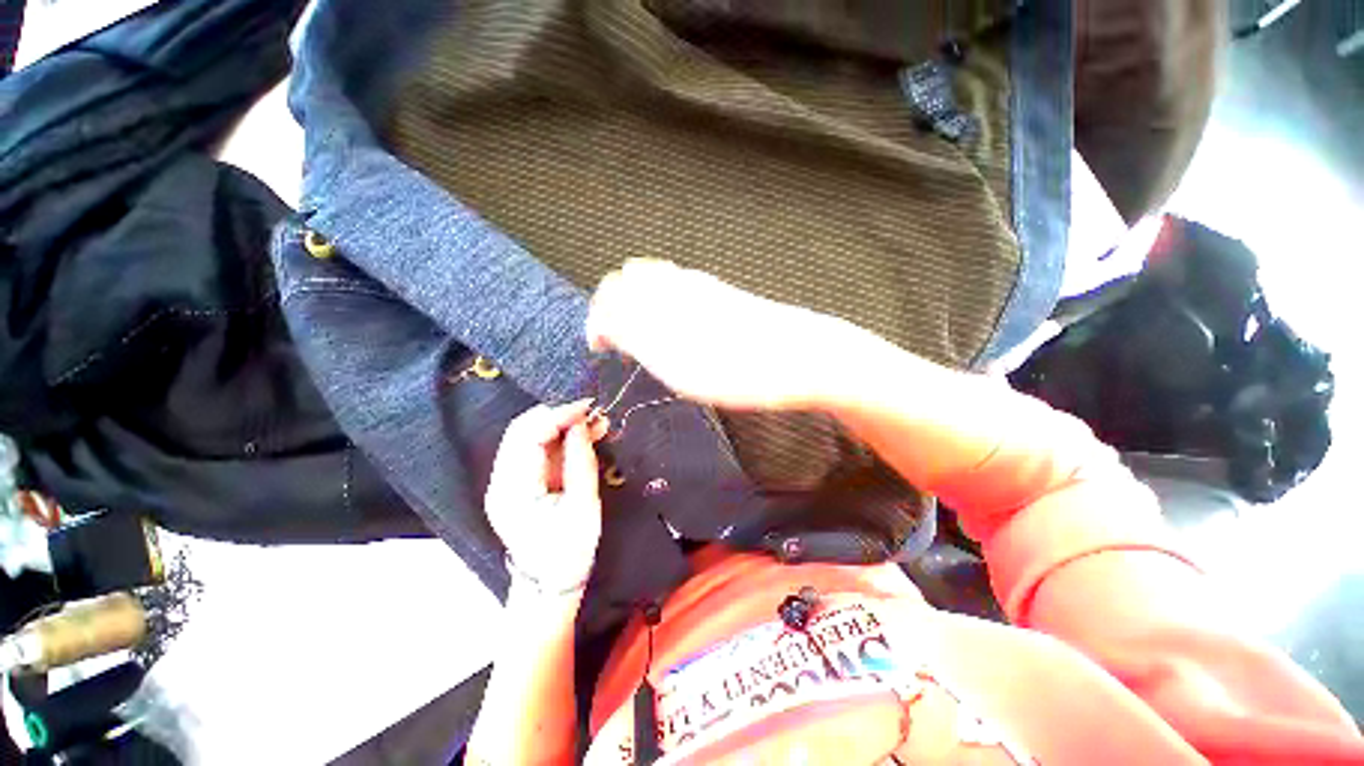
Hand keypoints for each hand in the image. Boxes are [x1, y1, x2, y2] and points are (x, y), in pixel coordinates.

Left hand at [485, 401, 609, 592]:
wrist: (550, 584)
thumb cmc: (570, 551)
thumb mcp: (584, 506)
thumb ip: (581, 461)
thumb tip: (581, 424)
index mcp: (513, 491)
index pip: (528, 435)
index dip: (558, 414)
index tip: (589, 407)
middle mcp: (501, 482)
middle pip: (522, 430)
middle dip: (559, 415)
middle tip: (593, 414)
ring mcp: (505, 482)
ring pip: (528, 436)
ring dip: (561, 425)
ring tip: (595, 423)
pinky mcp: (516, 483)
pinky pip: (535, 450)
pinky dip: (559, 439)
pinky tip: (583, 436)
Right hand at [585, 259, 839, 409]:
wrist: (801, 357)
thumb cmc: (736, 368)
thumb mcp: (675, 363)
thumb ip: (634, 335)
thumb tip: (605, 321)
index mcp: (661, 299)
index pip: (610, 293)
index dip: (598, 320)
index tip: (600, 348)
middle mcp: (678, 284)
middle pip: (629, 281)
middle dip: (615, 310)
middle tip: (622, 346)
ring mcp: (702, 285)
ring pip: (654, 282)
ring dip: (640, 307)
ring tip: (646, 341)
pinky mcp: (722, 293)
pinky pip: (680, 287)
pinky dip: (665, 305)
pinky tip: (677, 329)